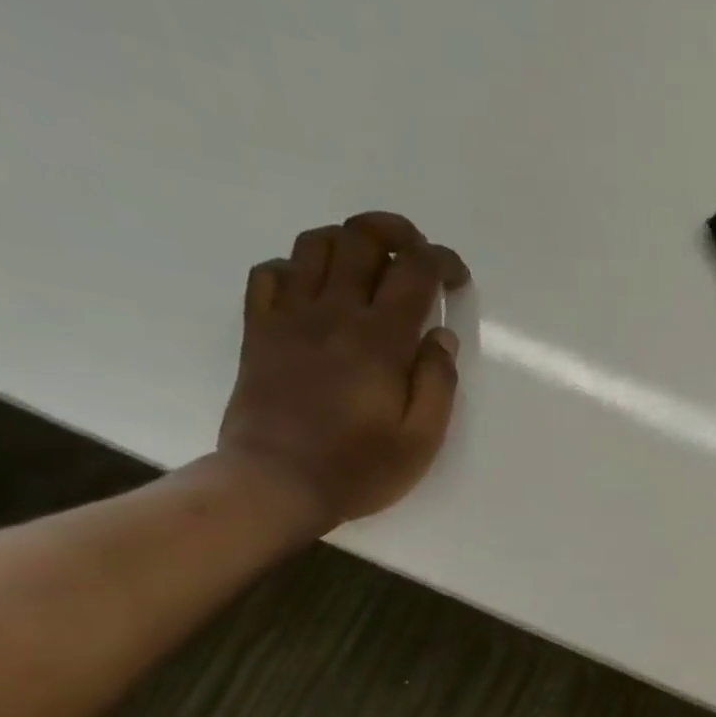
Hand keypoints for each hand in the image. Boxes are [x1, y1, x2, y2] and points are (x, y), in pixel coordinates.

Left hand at [217, 211, 469, 529]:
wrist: (275, 483)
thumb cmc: (358, 469)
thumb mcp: (422, 440)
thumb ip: (437, 384)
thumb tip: (440, 336)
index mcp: (380, 341)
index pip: (415, 272)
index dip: (442, 261)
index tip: (456, 278)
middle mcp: (334, 314)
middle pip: (361, 239)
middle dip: (397, 232)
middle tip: (416, 252)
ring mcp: (289, 317)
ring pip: (315, 245)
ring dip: (348, 241)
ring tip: (370, 265)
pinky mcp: (258, 330)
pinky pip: (270, 273)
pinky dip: (297, 267)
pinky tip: (315, 289)